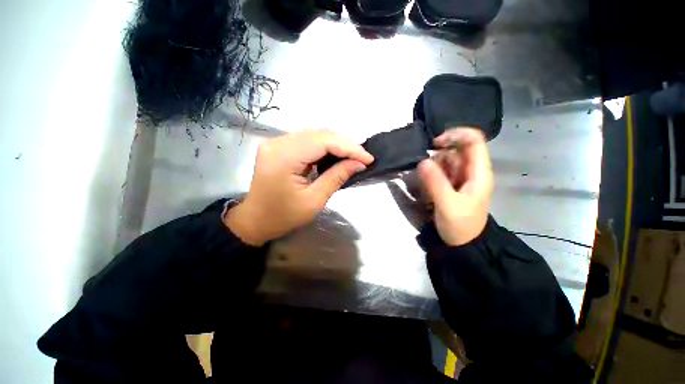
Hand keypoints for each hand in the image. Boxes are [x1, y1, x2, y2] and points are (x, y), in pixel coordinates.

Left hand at [225, 130, 373, 245]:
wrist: (256, 220)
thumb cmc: (283, 216)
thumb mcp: (314, 201)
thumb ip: (336, 177)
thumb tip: (359, 163)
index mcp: (284, 157)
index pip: (323, 141)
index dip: (349, 148)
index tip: (368, 158)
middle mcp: (278, 142)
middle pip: (319, 134)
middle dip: (345, 144)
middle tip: (363, 157)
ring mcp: (276, 142)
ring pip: (315, 135)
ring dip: (336, 144)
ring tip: (353, 156)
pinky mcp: (279, 146)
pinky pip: (307, 141)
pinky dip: (325, 147)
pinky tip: (336, 155)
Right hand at [417, 127, 492, 245]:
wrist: (463, 245)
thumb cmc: (461, 226)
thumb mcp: (447, 205)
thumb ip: (435, 183)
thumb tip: (422, 161)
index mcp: (478, 172)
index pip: (474, 141)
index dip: (456, 135)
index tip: (434, 144)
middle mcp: (471, 171)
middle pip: (457, 149)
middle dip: (439, 154)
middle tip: (425, 169)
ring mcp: (460, 177)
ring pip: (446, 160)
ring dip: (433, 165)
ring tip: (426, 181)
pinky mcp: (451, 184)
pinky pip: (440, 170)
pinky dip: (431, 173)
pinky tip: (426, 184)